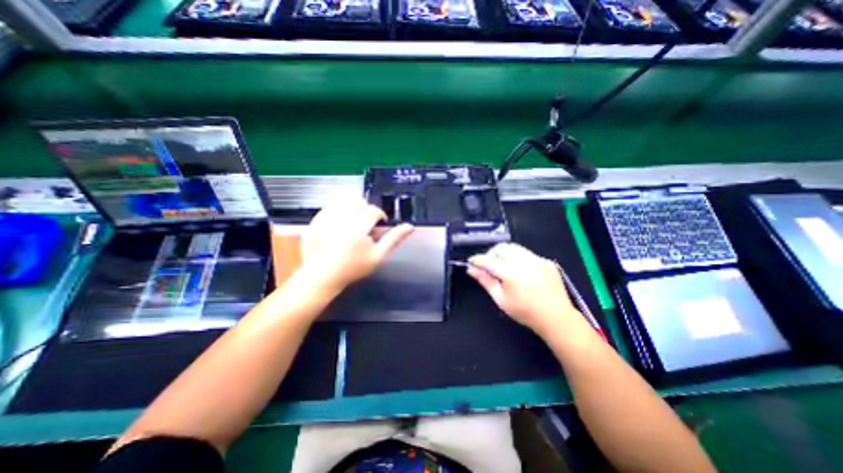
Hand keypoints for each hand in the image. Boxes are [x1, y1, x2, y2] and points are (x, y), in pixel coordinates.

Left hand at [300, 199, 414, 294]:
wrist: (322, 277)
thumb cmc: (353, 269)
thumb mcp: (378, 257)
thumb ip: (394, 239)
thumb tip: (410, 226)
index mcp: (357, 229)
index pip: (373, 210)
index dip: (379, 215)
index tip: (379, 224)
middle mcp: (340, 220)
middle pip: (358, 202)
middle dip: (366, 210)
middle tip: (366, 224)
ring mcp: (324, 219)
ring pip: (344, 201)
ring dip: (352, 208)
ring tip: (353, 221)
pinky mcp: (314, 221)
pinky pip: (329, 206)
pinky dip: (338, 210)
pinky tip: (339, 223)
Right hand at [468, 244, 580, 336]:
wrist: (556, 317)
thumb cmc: (524, 311)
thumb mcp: (500, 299)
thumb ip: (485, 281)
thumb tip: (471, 270)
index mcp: (510, 272)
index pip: (487, 259)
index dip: (477, 259)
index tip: (471, 262)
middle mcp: (523, 261)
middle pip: (500, 247)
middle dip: (491, 254)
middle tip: (488, 266)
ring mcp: (536, 259)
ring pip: (514, 247)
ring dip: (504, 253)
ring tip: (503, 266)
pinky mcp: (545, 260)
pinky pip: (527, 253)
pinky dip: (518, 258)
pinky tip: (521, 271)